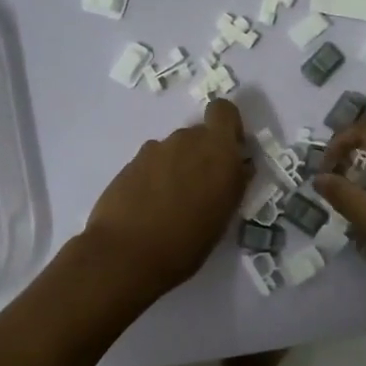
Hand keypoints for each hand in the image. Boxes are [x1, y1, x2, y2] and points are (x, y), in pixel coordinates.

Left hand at [80, 98, 250, 304]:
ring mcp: (155, 150)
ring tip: (172, 204)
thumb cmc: (187, 242)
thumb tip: (239, 165)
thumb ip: (233, 182)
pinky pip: (152, 162)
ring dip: (178, 166)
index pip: (224, 111)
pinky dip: (155, 177)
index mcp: (218, 150)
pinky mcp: (131, 163)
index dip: (227, 126)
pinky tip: (149, 206)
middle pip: (199, 134)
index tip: (229, 152)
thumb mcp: (224, 216)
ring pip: (174, 149)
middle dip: (202, 154)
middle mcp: (187, 140)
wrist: (126, 254)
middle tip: (200, 189)